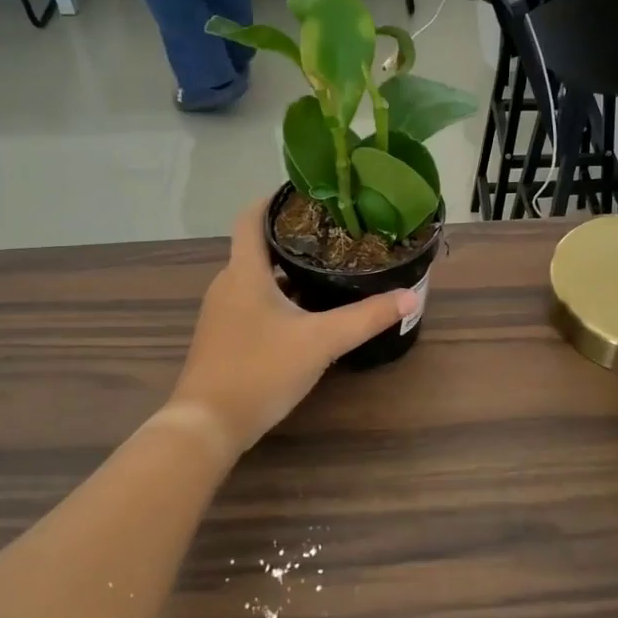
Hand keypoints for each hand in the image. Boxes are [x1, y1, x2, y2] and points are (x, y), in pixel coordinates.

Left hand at [169, 199, 416, 453]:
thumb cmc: (260, 370)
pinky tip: (304, 314)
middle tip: (333, 234)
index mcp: (244, 272)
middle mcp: (227, 284)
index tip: (306, 192)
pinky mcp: (223, 338)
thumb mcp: (320, 341)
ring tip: (326, 269)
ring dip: (286, 271)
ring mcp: (221, 313)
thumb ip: (366, 318)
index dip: (274, 199)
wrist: (207, 425)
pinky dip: (277, 298)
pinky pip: (252, 303)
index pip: (251, 217)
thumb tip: (410, 297)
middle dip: (292, 237)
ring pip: (256, 278)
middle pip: (257, 247)